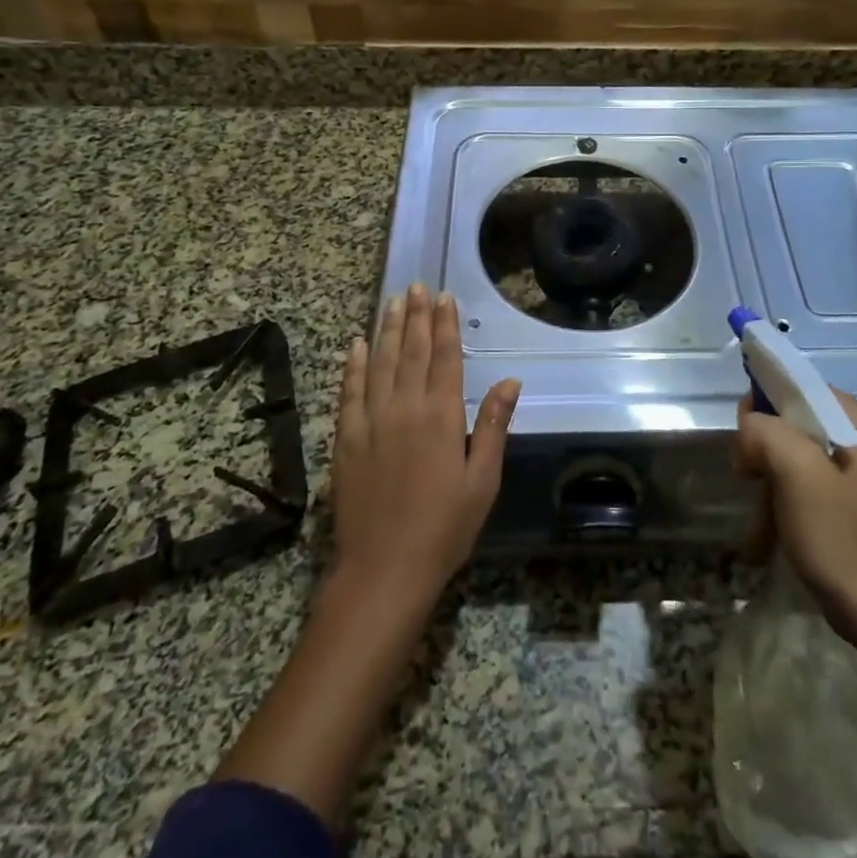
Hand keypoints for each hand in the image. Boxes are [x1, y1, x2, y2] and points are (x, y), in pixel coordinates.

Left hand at [331, 283, 520, 607]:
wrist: (383, 570)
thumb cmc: (444, 528)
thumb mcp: (482, 481)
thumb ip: (493, 426)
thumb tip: (510, 380)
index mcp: (441, 417)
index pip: (444, 358)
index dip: (445, 325)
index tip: (444, 297)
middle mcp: (404, 409)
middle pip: (411, 351)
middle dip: (416, 316)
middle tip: (417, 286)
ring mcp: (370, 422)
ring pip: (380, 363)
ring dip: (387, 329)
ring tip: (392, 301)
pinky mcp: (346, 439)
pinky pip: (349, 391)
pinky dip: (353, 365)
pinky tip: (357, 345)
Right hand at [733, 388, 856, 639]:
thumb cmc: (845, 539)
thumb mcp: (798, 474)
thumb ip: (765, 432)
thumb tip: (749, 428)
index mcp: (852, 418)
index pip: (793, 384)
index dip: (762, 406)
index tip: (747, 444)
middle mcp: (854, 437)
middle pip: (787, 421)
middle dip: (761, 452)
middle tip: (751, 482)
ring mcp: (849, 475)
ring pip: (786, 458)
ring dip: (766, 487)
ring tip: (760, 524)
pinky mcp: (842, 508)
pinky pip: (797, 489)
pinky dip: (778, 509)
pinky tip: (767, 539)